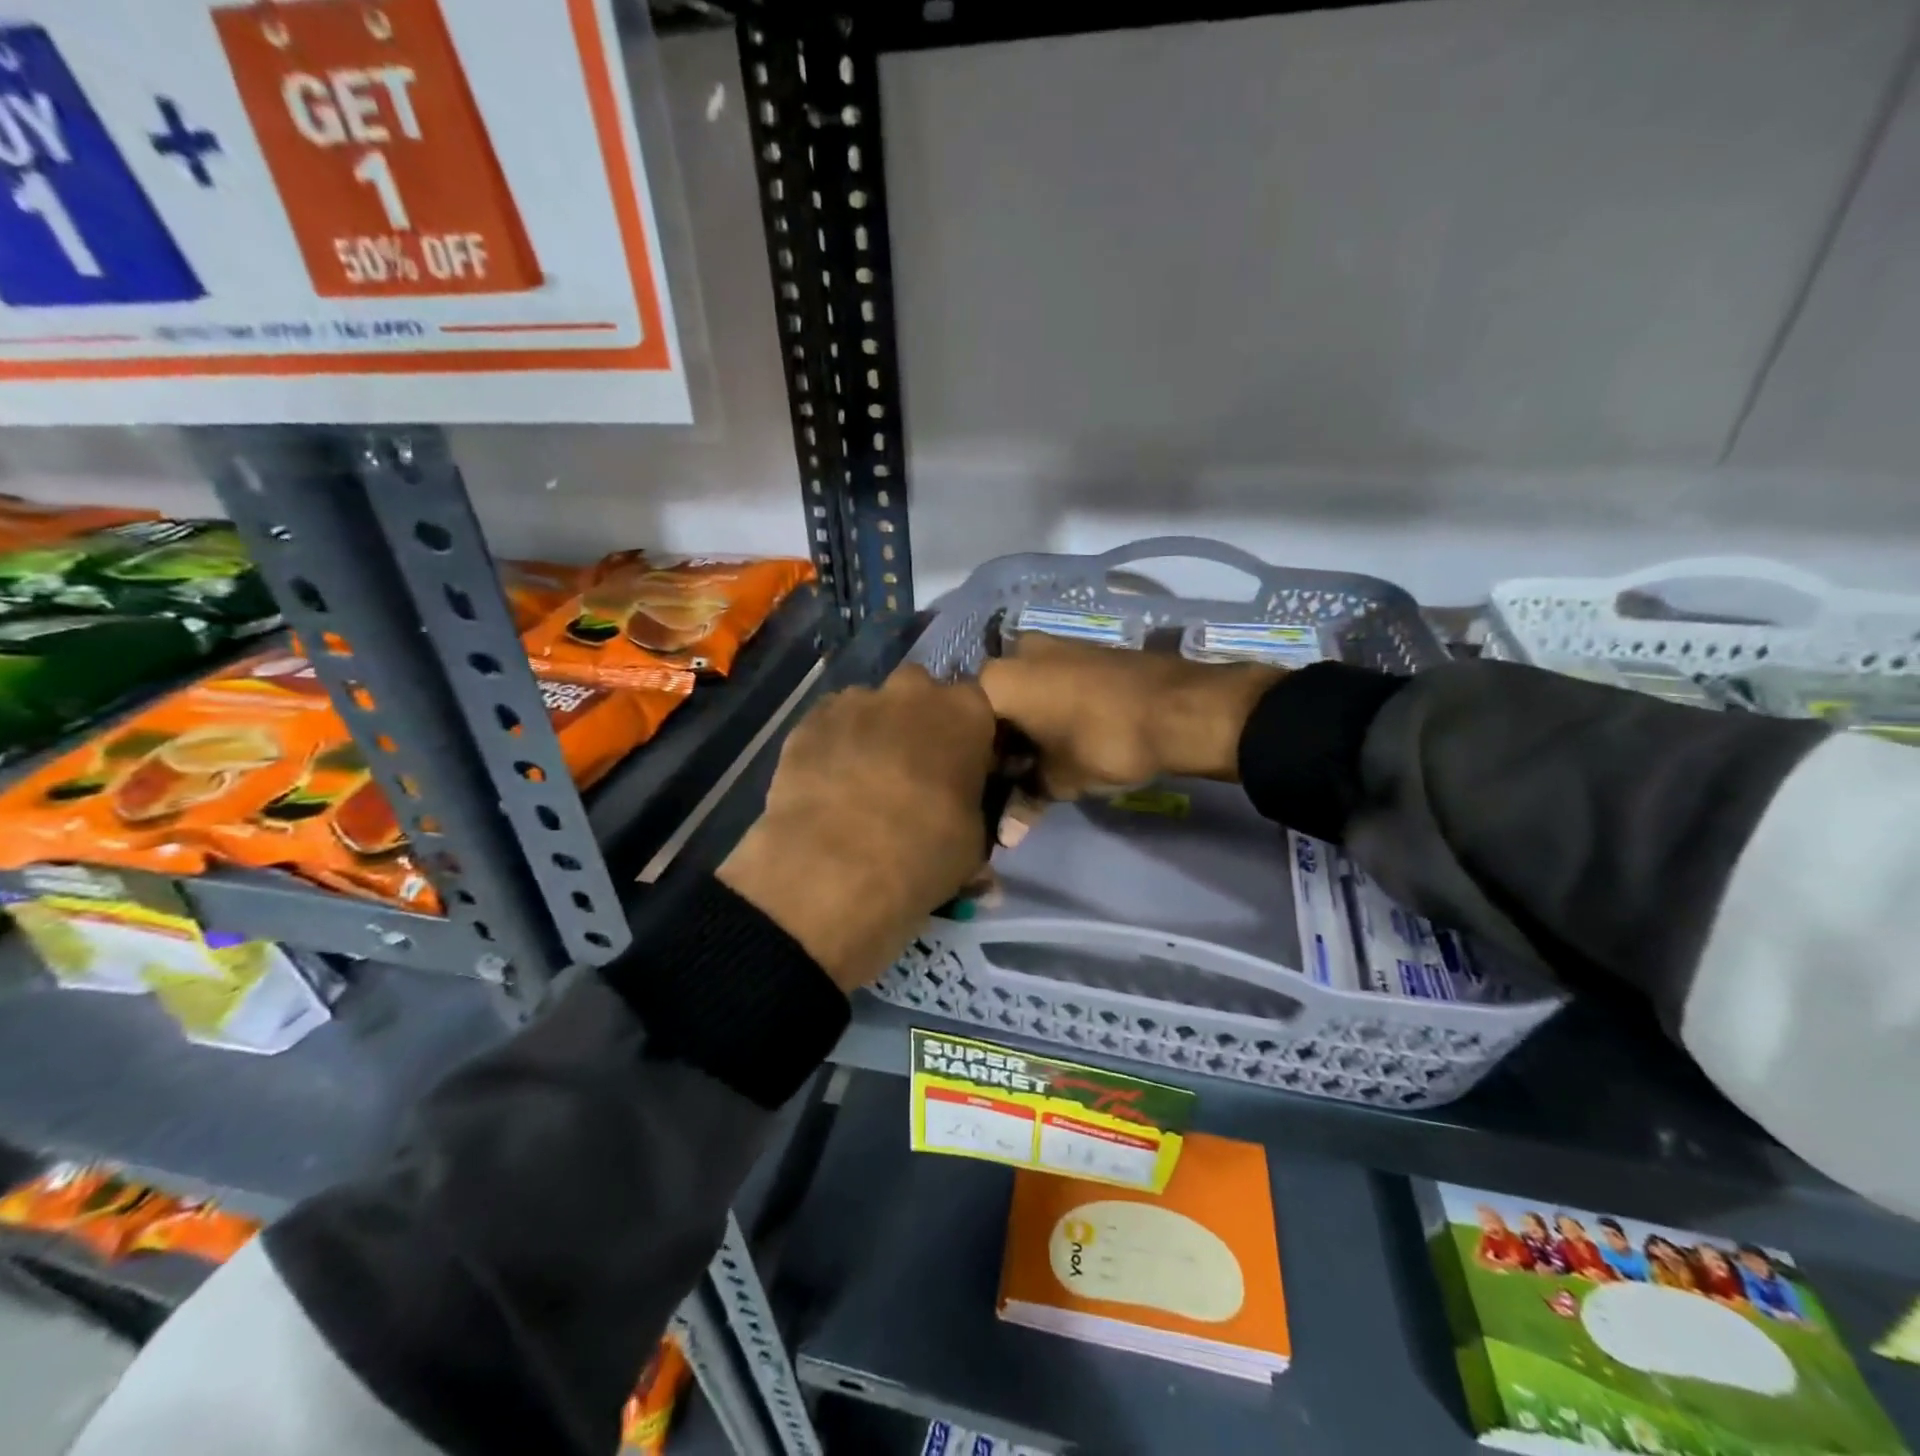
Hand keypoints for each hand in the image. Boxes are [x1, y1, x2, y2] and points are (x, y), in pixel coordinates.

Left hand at [717, 665, 996, 992]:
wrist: (836, 869)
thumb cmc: (924, 852)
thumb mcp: (975, 841)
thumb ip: (973, 810)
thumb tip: (962, 817)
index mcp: (966, 711)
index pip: (976, 706)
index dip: (967, 736)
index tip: (960, 766)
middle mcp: (912, 691)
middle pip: (920, 692)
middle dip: (917, 720)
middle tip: (912, 768)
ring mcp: (856, 701)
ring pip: (870, 706)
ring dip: (873, 731)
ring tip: (863, 780)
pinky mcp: (810, 720)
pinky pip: (830, 724)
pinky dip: (834, 745)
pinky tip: (828, 784)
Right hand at [978, 633, 1282, 799]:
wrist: (1181, 708)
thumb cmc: (1103, 743)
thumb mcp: (1059, 780)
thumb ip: (1025, 801)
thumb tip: (1005, 837)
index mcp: (995, 680)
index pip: (966, 725)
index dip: (977, 760)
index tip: (990, 786)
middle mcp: (1016, 652)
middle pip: (994, 703)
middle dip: (1002, 738)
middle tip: (1016, 775)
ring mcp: (1052, 645)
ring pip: (1024, 690)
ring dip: (1028, 722)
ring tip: (1043, 758)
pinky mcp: (1084, 648)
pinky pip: (1051, 681)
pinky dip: (1051, 707)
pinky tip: (1066, 734)